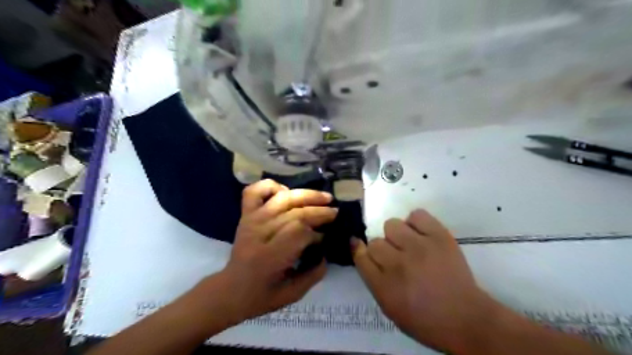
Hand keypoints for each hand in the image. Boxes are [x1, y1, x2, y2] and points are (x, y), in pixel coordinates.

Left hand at [214, 181, 338, 321]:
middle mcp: (259, 233)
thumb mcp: (292, 294)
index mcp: (269, 257)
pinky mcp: (245, 214)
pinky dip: (272, 186)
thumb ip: (314, 274)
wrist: (230, 290)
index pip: (299, 232)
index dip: (316, 233)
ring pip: (282, 198)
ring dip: (306, 195)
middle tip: (335, 213)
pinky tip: (287, 191)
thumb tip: (326, 251)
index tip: (326, 237)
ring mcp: (251, 220)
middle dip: (319, 211)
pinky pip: (255, 190)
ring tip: (324, 197)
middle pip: (294, 213)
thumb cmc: (262, 295)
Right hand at [351, 209, 498, 350]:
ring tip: (409, 244)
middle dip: (383, 249)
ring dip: (397, 235)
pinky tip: (421, 235)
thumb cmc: (424, 319)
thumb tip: (361, 250)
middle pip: (375, 241)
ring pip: (392, 224)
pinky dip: (416, 223)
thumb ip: (372, 278)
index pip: (361, 256)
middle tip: (396, 257)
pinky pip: (417, 215)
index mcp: (384, 286)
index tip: (361, 246)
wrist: (466, 319)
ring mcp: (420, 248)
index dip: (359, 249)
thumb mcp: (389, 307)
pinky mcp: (439, 237)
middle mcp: (398, 264)